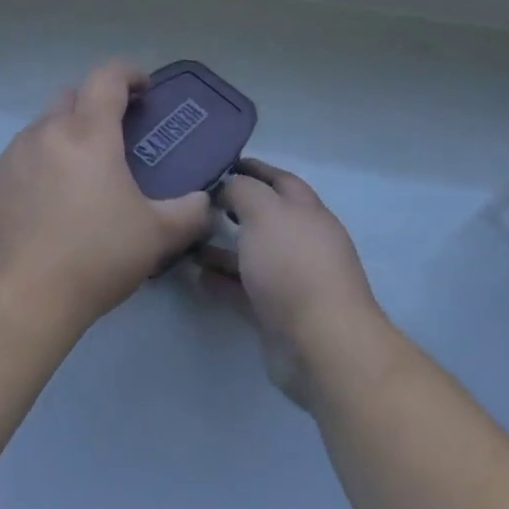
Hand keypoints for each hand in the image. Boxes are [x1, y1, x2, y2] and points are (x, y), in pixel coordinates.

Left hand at [0, 60, 213, 327]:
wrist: (19, 299)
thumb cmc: (95, 257)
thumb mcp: (157, 235)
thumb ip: (189, 212)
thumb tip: (204, 202)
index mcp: (87, 134)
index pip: (107, 77)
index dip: (129, 73)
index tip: (144, 89)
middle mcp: (44, 135)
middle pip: (70, 97)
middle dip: (95, 105)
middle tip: (115, 136)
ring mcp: (10, 160)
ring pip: (40, 130)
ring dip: (64, 138)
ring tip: (81, 177)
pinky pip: (18, 164)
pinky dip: (38, 170)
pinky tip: (47, 208)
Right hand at [197, 160, 388, 407]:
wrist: (320, 344)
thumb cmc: (293, 266)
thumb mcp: (264, 212)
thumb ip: (242, 191)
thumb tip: (228, 186)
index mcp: (307, 212)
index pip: (280, 180)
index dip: (254, 169)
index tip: (221, 164)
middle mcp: (302, 242)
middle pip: (265, 218)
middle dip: (234, 208)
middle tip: (197, 202)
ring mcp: (291, 280)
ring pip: (252, 255)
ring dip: (222, 247)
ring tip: (188, 240)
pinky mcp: (276, 313)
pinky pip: (243, 289)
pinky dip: (221, 281)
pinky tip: (196, 276)